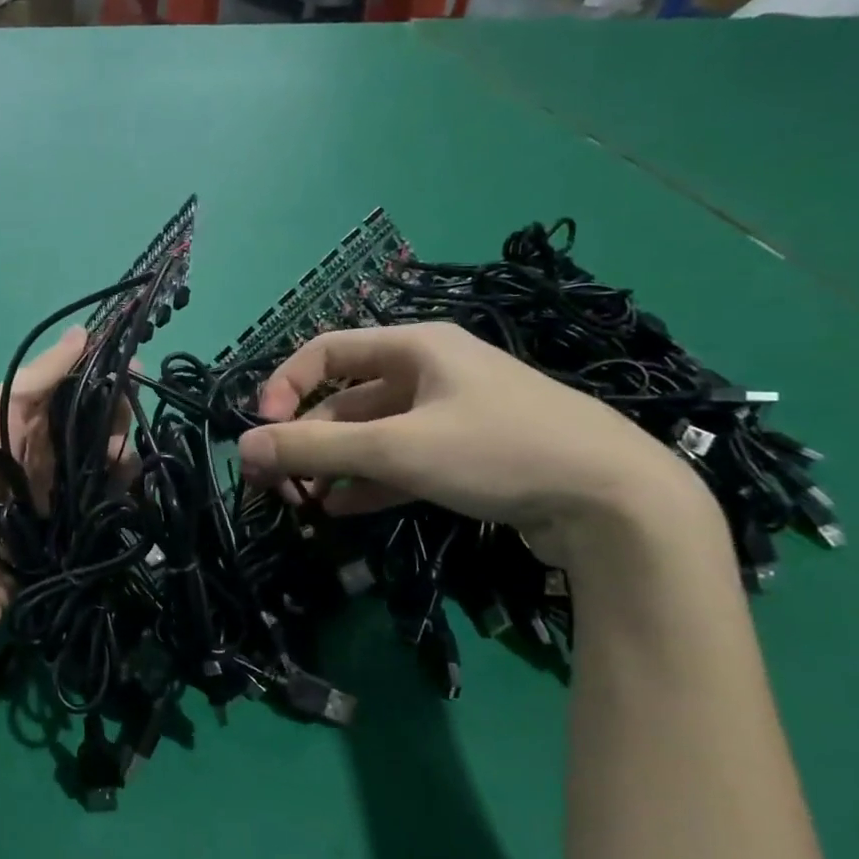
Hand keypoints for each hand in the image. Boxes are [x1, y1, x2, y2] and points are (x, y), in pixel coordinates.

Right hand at [237, 323, 713, 568]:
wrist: (615, 501)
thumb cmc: (498, 450)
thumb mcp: (397, 448)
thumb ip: (316, 448)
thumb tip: (243, 446)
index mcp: (416, 347)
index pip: (326, 351)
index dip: (286, 386)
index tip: (264, 430)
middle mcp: (430, 372)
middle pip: (347, 399)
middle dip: (308, 438)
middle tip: (276, 480)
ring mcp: (451, 415)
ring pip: (372, 434)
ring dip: (335, 464)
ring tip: (302, 501)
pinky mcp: (467, 455)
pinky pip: (401, 461)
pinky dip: (369, 482)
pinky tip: (342, 510)